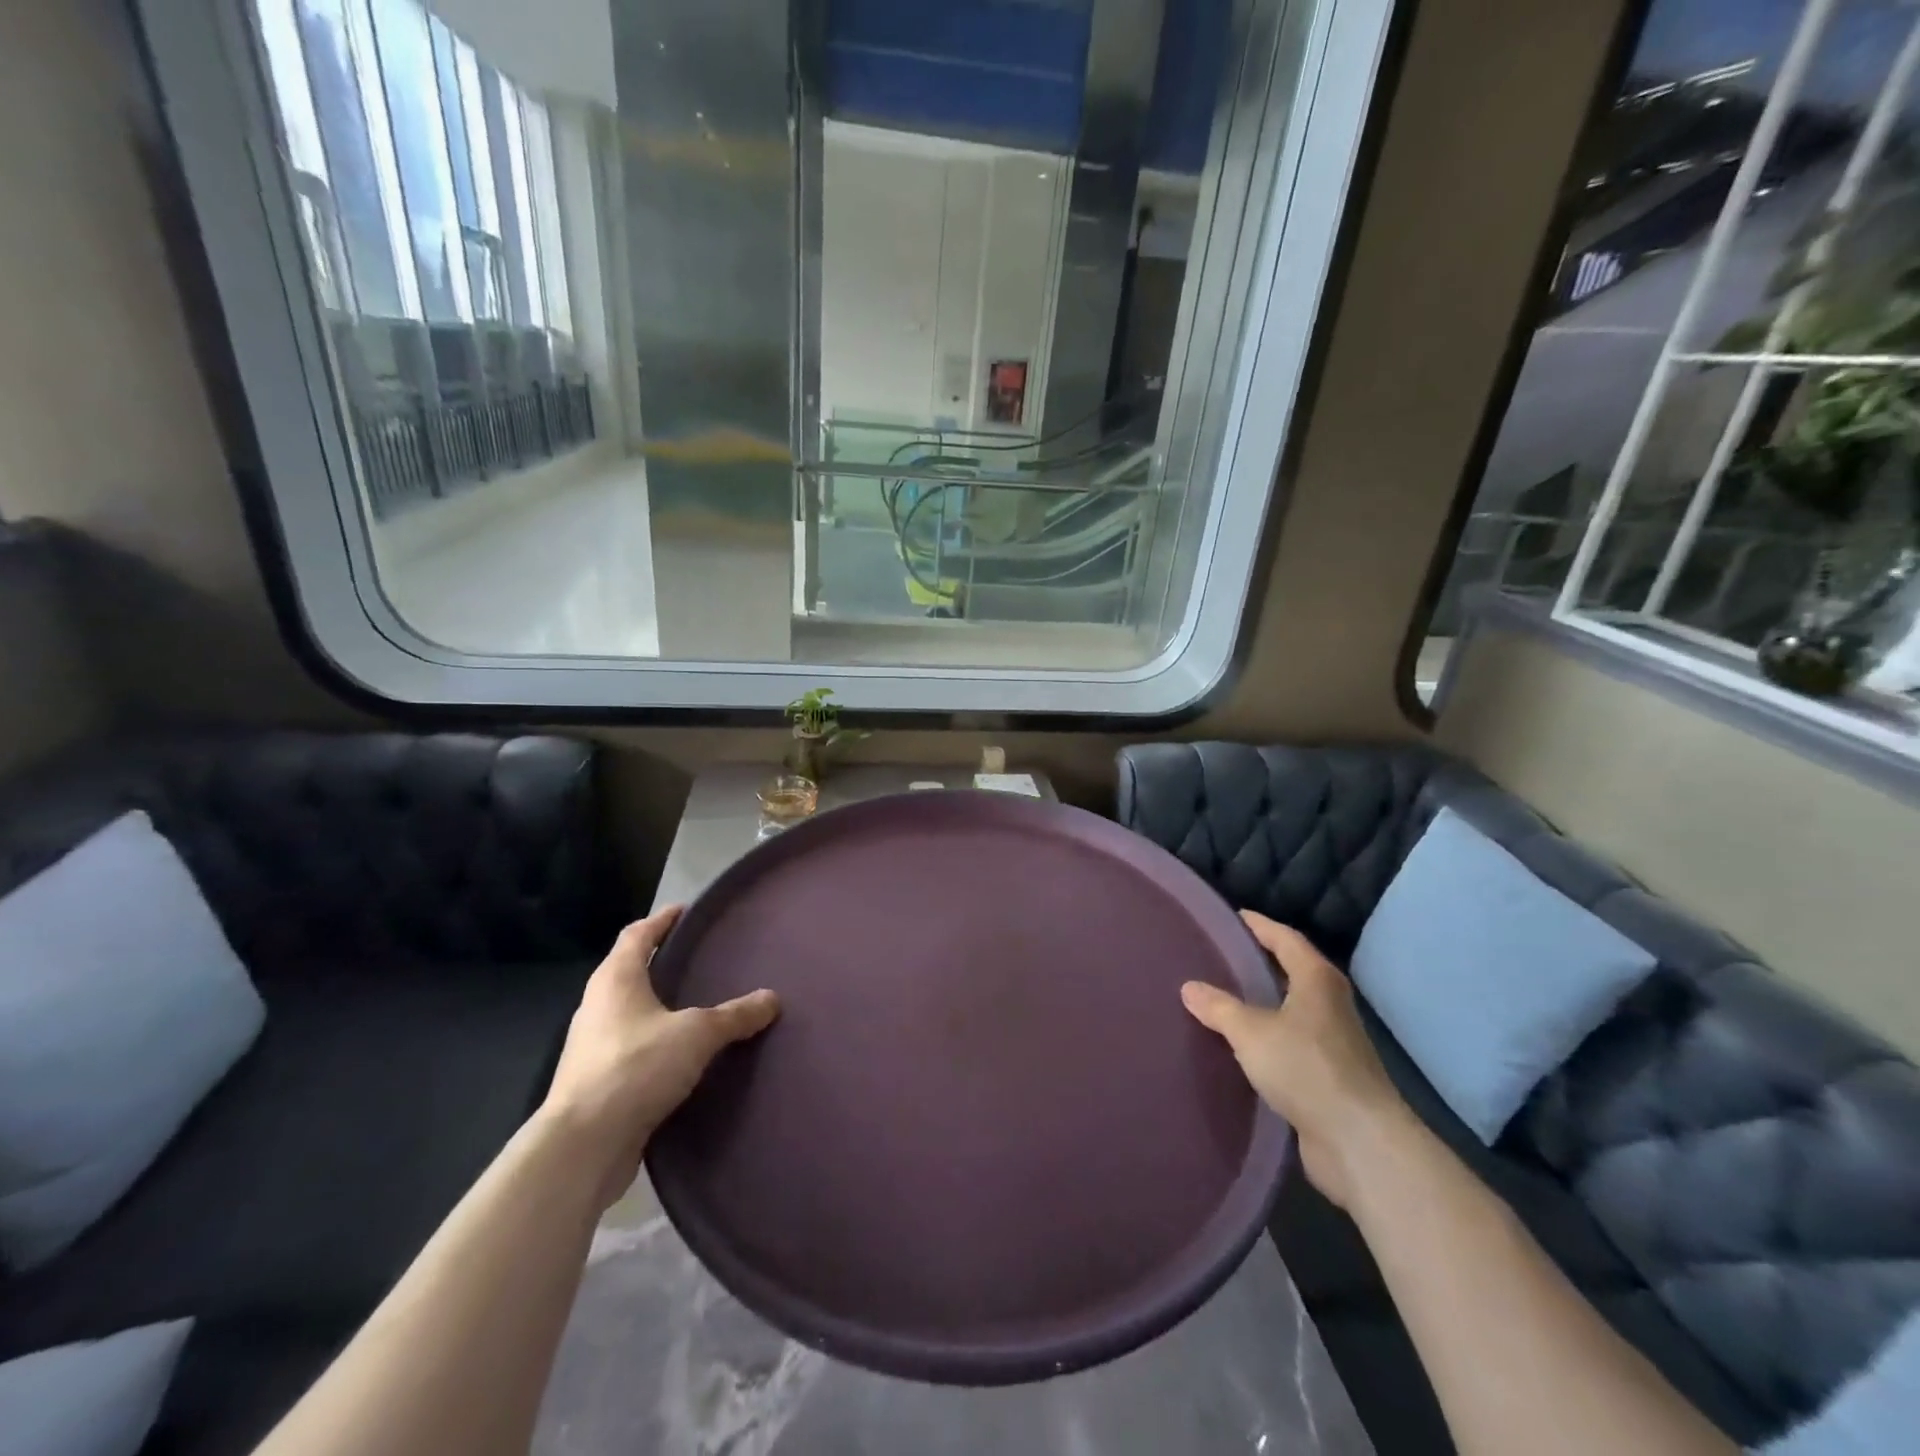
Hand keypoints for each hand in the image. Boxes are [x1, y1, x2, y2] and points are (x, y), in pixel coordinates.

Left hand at [541, 905, 778, 1205]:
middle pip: (630, 971)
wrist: (582, 1147)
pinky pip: (633, 1049)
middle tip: (700, 959)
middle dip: (662, 963)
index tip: (686, 912)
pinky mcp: (596, 1084)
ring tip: (698, 1006)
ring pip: (631, 1013)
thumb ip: (734, 1015)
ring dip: (659, 1006)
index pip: (638, 935)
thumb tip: (772, 999)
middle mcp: (597, 1006)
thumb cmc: (635, 1067)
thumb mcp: (696, 1034)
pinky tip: (683, 1056)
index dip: (662, 920)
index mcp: (615, 980)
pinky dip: (656, 1044)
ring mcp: (593, 1047)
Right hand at [1181, 911, 1410, 1209]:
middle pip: (1293, 972)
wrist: (1359, 1142)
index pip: (1286, 939)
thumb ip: (1219, 1008)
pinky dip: (1268, 1039)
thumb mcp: (1251, 1032)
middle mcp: (1330, 1005)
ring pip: (1292, 1011)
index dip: (1260, 925)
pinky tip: (1242, 1047)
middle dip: (1262, 963)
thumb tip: (1188, 987)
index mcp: (1317, 980)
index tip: (1235, 916)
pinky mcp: (1329, 1077)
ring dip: (1264, 1004)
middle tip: (1222, 955)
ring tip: (1225, 998)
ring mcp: (1333, 1043)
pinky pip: (1291, 1044)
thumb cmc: (1306, 1068)